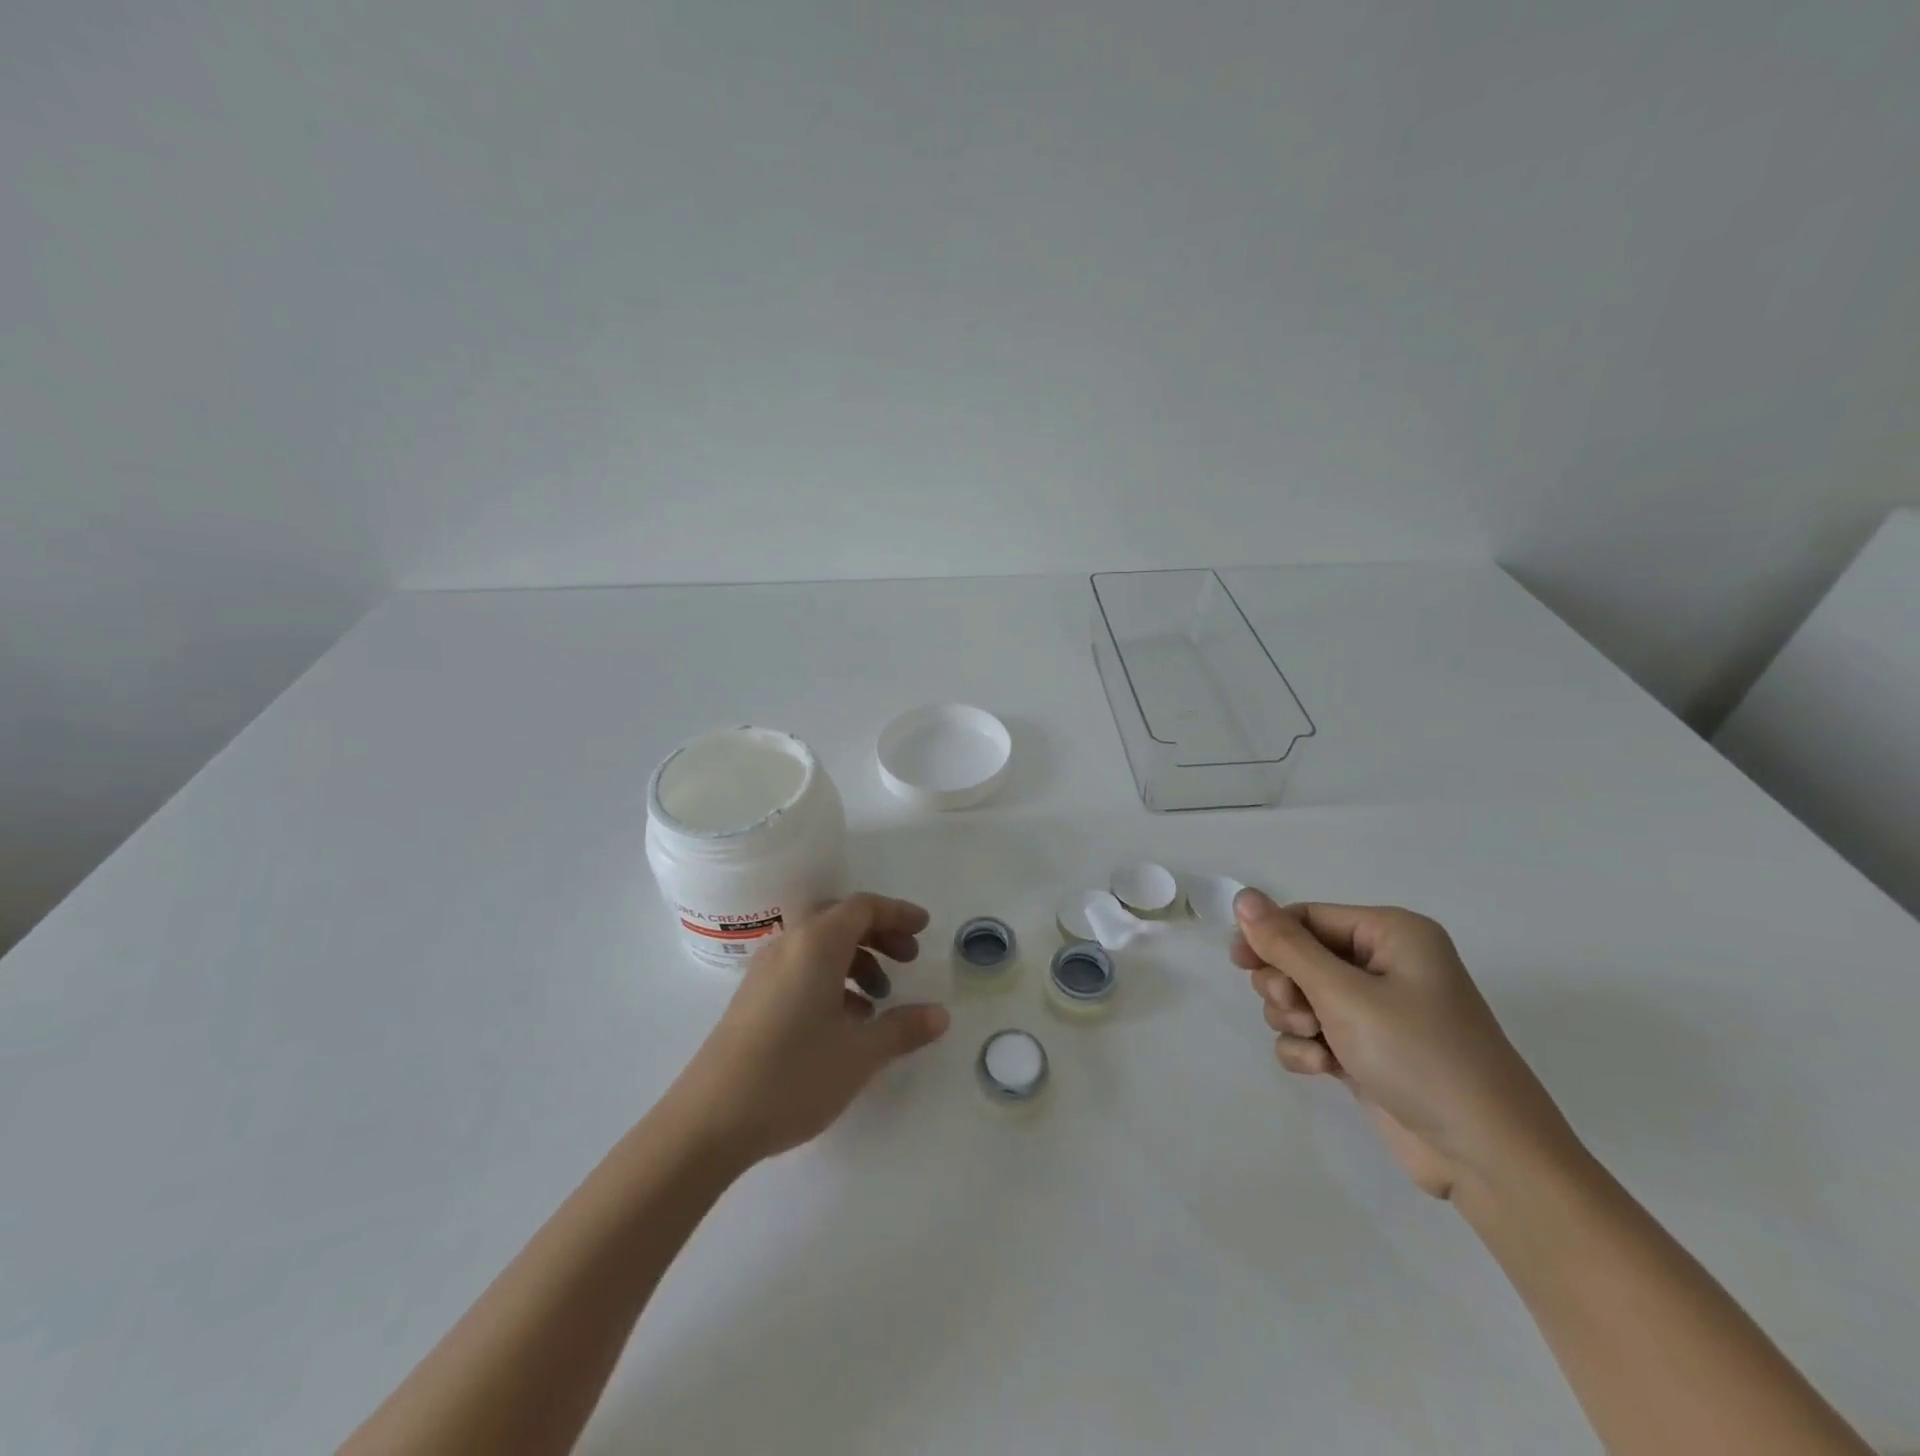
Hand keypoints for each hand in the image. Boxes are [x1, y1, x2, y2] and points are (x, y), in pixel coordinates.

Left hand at [672, 893, 950, 1165]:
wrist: (708, 1121)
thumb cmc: (793, 1075)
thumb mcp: (860, 1053)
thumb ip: (903, 1028)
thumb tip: (941, 1015)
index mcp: (816, 944)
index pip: (862, 907)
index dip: (897, 913)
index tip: (925, 929)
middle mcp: (789, 946)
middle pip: (840, 919)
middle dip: (878, 934)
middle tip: (907, 960)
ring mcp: (765, 972)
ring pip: (819, 946)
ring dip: (855, 960)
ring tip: (879, 1001)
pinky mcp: (753, 999)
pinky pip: (801, 969)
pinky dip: (831, 979)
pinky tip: (845, 1022)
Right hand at [1231, 890, 1577, 1199]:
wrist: (1488, 1159)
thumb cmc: (1419, 1056)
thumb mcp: (1344, 995)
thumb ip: (1286, 946)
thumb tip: (1243, 896)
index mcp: (1391, 934)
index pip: (1308, 917)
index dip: (1269, 936)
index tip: (1238, 962)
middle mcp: (1385, 965)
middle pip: (1299, 956)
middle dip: (1286, 985)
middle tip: (1297, 1010)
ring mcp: (1376, 1012)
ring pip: (1300, 997)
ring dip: (1294, 1019)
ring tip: (1317, 1043)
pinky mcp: (1367, 1052)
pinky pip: (1313, 1034)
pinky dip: (1307, 1049)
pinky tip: (1323, 1069)